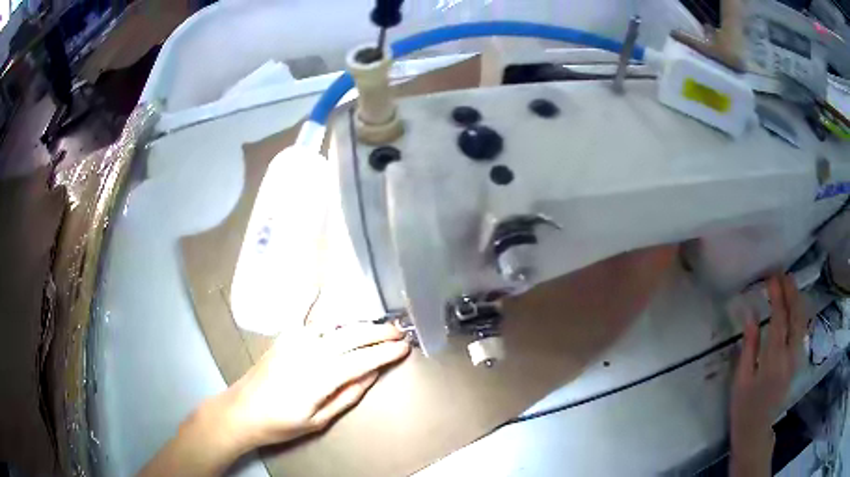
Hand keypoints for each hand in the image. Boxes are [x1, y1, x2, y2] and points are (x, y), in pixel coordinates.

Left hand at [139, 323, 410, 476]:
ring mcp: (293, 340)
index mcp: (319, 376)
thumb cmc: (281, 423)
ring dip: (358, 323)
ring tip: (378, 325)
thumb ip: (347, 395)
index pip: (362, 359)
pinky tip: (330, 302)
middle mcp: (308, 351)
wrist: (241, 410)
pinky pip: (309, 319)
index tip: (405, 347)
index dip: (385, 352)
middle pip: (351, 336)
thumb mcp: (318, 420)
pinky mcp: (283, 337)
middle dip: (378, 332)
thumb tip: (371, 374)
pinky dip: (325, 312)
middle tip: (400, 331)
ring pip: (334, 325)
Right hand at [730, 274, 806, 475]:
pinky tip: (795, 306)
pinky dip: (800, 313)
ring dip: (797, 300)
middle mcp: (789, 357)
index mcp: (773, 362)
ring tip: (790, 284)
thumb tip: (750, 315)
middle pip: (796, 317)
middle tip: (784, 274)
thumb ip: (749, 346)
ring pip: (802, 322)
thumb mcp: (741, 379)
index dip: (777, 297)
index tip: (772, 278)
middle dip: (791, 293)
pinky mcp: (797, 361)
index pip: (779, 321)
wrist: (756, 429)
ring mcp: (796, 359)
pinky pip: (802, 330)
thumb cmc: (743, 406)